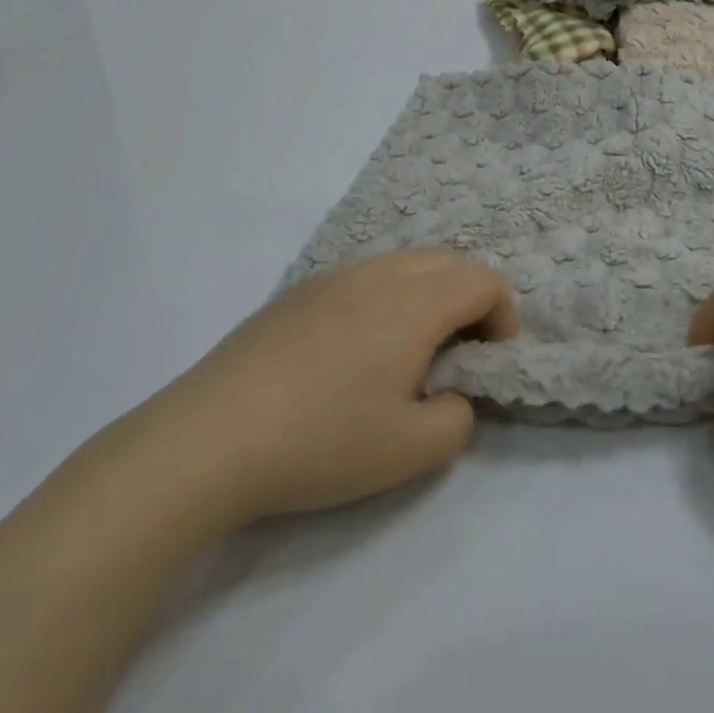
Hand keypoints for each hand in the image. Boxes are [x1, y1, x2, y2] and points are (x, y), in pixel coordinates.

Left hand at [97, 251, 516, 547]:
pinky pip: (364, 276)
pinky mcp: (298, 291)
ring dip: (427, 294)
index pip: (483, 280)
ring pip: (404, 264)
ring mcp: (334, 276)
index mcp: (416, 301)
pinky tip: (355, 350)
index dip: (503, 315)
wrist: (210, 438)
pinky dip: (385, 297)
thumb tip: (452, 396)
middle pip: (448, 262)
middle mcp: (380, 273)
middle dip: (469, 299)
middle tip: (459, 352)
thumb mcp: (411, 450)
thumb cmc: (322, 440)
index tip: (492, 359)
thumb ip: (458, 419)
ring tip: (409, 350)